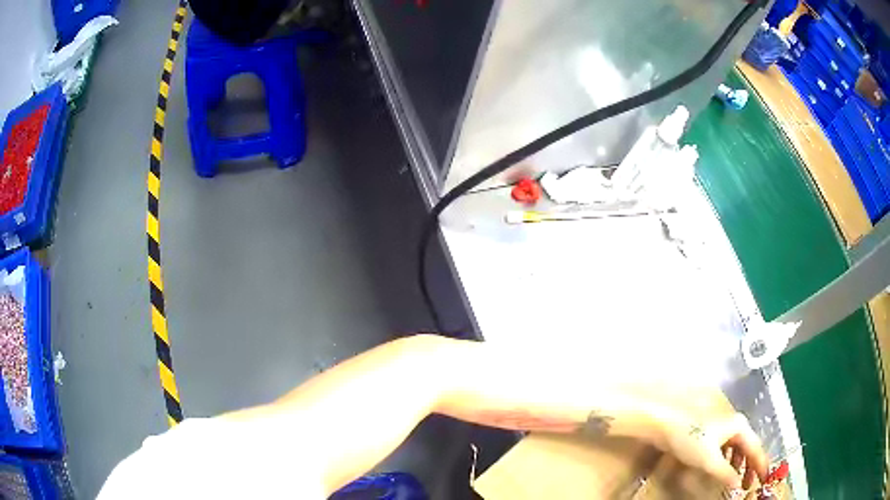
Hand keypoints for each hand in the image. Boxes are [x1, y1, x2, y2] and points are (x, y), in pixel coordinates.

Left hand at [654, 412, 768, 489]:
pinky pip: (726, 446)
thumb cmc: (689, 438)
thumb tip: (737, 484)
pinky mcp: (710, 429)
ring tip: (737, 479)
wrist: (664, 422)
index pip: (755, 447)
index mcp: (739, 426)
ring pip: (737, 446)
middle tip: (749, 484)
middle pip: (748, 446)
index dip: (761, 464)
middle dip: (750, 465)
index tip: (765, 479)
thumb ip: (725, 473)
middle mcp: (734, 422)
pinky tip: (723, 467)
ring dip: (739, 463)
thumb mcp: (709, 460)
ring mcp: (722, 425)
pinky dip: (728, 458)